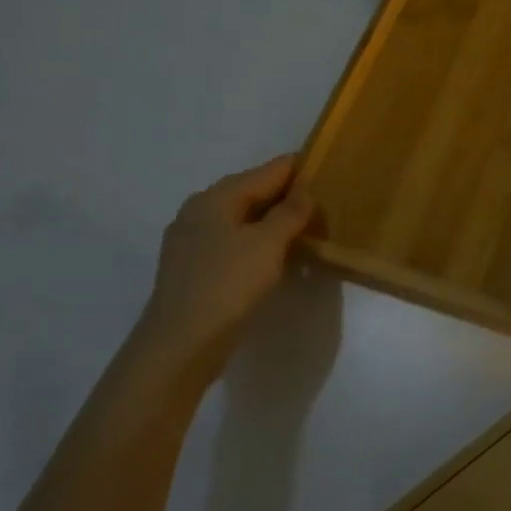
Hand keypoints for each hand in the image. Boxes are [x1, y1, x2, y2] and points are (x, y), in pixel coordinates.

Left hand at [132, 156, 317, 374]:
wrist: (182, 341)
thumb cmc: (228, 283)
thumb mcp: (269, 243)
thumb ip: (290, 212)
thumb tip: (305, 191)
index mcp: (217, 196)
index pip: (267, 171)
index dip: (299, 169)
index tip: (329, 172)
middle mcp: (199, 210)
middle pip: (251, 191)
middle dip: (286, 195)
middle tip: (322, 204)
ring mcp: (192, 239)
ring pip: (241, 218)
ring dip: (272, 220)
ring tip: (304, 229)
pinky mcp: (193, 266)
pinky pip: (232, 241)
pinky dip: (256, 241)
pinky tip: (273, 255)